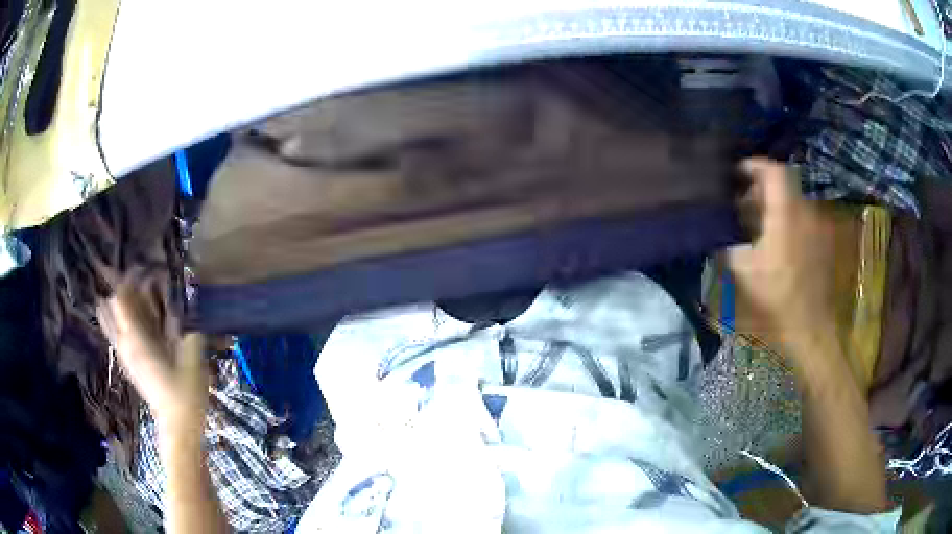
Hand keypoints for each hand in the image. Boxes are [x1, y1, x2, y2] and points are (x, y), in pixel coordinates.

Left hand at [98, 282, 207, 437]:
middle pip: (108, 305)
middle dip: (119, 287)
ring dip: (118, 303)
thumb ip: (187, 324)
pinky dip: (121, 318)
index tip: (145, 268)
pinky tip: (139, 319)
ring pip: (108, 319)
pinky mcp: (127, 363)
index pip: (120, 297)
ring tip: (137, 296)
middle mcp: (123, 343)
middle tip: (139, 281)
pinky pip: (115, 332)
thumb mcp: (192, 356)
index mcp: (136, 339)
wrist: (178, 426)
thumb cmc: (185, 393)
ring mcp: (123, 354)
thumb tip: (188, 299)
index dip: (129, 278)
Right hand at [726, 158, 836, 356]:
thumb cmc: (778, 296)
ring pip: (791, 202)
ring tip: (754, 226)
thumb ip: (727, 246)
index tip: (735, 172)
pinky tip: (773, 242)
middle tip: (740, 204)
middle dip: (759, 189)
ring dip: (772, 206)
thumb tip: (713, 233)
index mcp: (786, 212)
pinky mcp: (821, 241)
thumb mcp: (744, 272)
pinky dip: (785, 220)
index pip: (772, 170)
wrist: (811, 326)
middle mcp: (804, 210)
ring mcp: (815, 225)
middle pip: (781, 184)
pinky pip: (800, 218)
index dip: (752, 165)